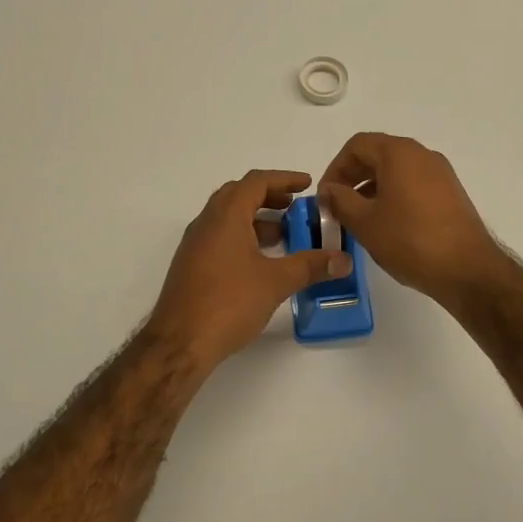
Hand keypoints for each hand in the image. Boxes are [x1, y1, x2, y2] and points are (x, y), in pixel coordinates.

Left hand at [146, 170, 352, 369]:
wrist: (179, 342)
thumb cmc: (228, 303)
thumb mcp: (275, 282)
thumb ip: (310, 266)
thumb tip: (343, 259)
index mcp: (225, 216)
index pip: (256, 182)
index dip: (284, 179)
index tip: (307, 185)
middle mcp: (206, 223)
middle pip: (239, 195)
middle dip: (269, 197)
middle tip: (295, 208)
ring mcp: (195, 245)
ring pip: (228, 218)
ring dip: (256, 219)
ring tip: (284, 237)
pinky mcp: (191, 266)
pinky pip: (220, 238)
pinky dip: (243, 237)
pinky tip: (260, 262)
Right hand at [319, 133, 509, 308]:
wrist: (468, 270)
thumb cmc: (410, 241)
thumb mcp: (364, 222)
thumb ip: (340, 200)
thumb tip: (329, 190)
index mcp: (399, 153)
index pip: (357, 145)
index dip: (335, 168)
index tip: (326, 196)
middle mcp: (422, 155)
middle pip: (378, 154)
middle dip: (353, 177)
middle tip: (337, 206)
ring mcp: (440, 173)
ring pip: (396, 171)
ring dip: (372, 188)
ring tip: (359, 219)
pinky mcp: (451, 194)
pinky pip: (414, 184)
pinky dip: (394, 196)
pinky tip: (387, 225)